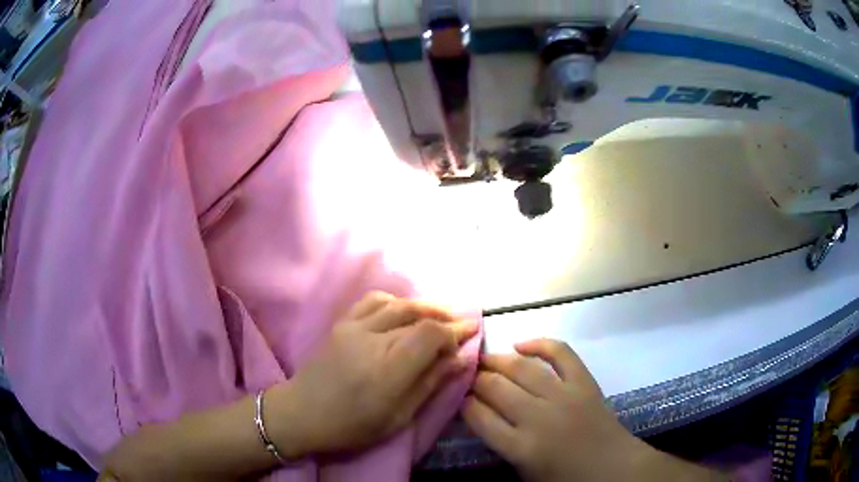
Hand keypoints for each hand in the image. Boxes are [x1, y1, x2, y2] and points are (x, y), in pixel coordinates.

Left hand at [267, 292, 477, 458]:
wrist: (302, 412)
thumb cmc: (353, 425)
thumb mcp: (399, 416)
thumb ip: (430, 383)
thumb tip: (461, 359)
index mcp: (388, 369)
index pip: (430, 334)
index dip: (455, 331)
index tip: (471, 333)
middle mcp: (372, 340)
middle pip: (418, 316)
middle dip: (446, 317)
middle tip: (464, 322)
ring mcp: (354, 327)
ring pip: (399, 303)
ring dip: (425, 305)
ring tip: (442, 313)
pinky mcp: (342, 323)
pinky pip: (373, 300)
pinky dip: (396, 301)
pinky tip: (405, 309)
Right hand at [462, 339, 648, 481]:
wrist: (612, 468)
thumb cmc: (565, 478)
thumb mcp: (523, 472)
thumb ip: (500, 443)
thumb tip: (481, 414)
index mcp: (521, 447)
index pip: (479, 416)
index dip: (464, 402)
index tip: (458, 396)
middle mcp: (538, 417)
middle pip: (496, 388)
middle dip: (476, 379)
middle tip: (467, 375)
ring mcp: (564, 396)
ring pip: (522, 368)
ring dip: (498, 360)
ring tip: (484, 358)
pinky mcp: (584, 382)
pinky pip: (561, 353)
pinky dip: (540, 343)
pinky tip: (521, 343)